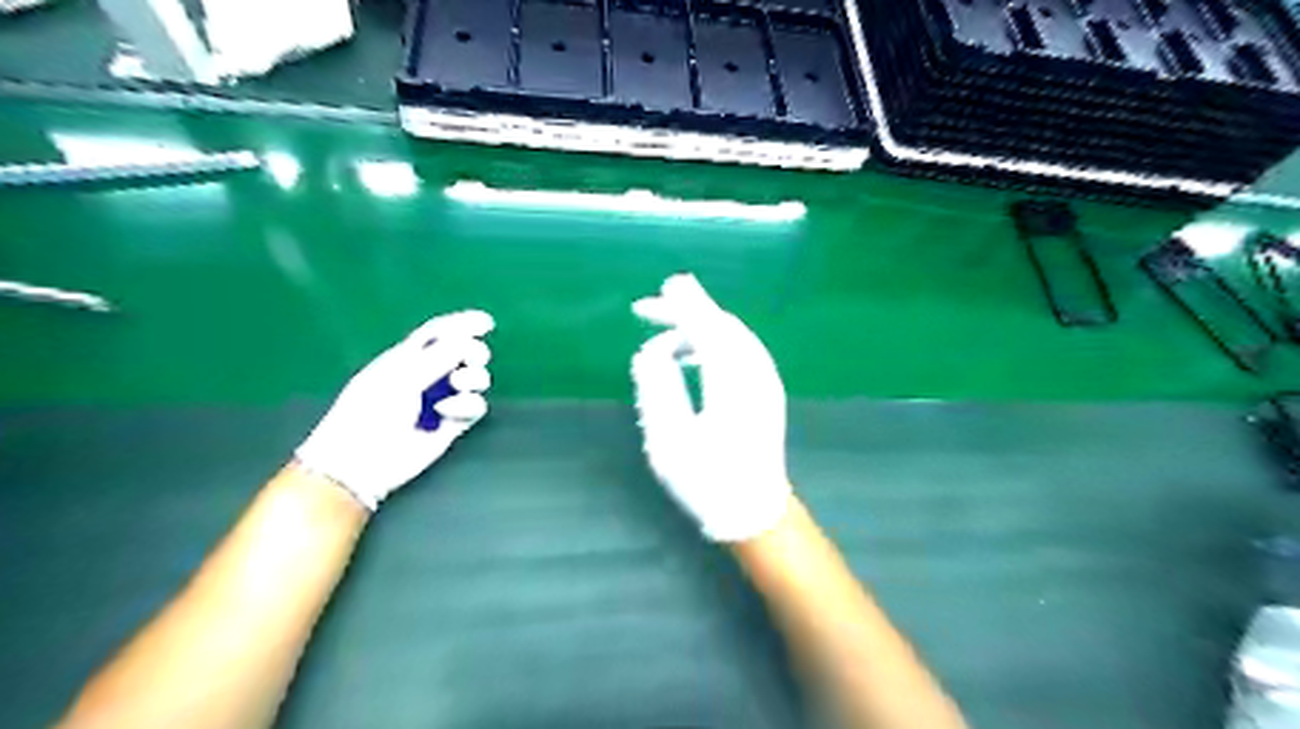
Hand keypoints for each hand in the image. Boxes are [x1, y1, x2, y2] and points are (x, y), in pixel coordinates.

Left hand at [293, 311, 491, 510]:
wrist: (362, 460)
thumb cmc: (370, 411)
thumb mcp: (402, 376)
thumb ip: (439, 357)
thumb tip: (470, 342)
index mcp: (408, 357)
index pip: (439, 333)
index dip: (462, 324)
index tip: (487, 323)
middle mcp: (429, 376)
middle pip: (465, 354)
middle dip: (474, 353)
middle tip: (473, 358)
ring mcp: (442, 400)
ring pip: (475, 380)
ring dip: (473, 378)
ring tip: (458, 385)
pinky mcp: (453, 424)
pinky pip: (475, 406)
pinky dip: (466, 405)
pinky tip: (446, 413)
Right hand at [632, 274, 790, 541]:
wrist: (754, 511)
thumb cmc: (707, 480)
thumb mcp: (668, 438)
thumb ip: (657, 386)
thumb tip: (652, 349)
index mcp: (731, 383)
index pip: (706, 328)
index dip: (679, 308)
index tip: (649, 300)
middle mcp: (756, 372)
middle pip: (722, 324)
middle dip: (688, 310)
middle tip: (652, 305)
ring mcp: (767, 380)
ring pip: (734, 334)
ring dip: (702, 324)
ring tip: (668, 327)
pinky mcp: (768, 389)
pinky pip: (741, 348)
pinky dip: (716, 340)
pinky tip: (695, 352)